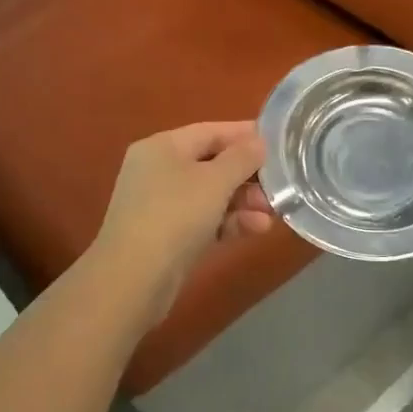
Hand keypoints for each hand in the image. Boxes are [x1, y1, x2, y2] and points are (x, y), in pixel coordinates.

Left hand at [89, 121, 273, 322]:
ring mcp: (160, 204)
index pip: (211, 131)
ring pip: (210, 194)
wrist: (132, 279)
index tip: (279, 143)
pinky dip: (228, 222)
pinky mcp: (166, 235)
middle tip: (279, 186)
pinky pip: (204, 219)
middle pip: (212, 163)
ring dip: (243, 202)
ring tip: (272, 214)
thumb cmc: (174, 216)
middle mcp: (158, 169)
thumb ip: (242, 157)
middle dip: (248, 175)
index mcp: (163, 146)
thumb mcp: (214, 181)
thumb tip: (258, 142)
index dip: (246, 135)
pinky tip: (256, 229)